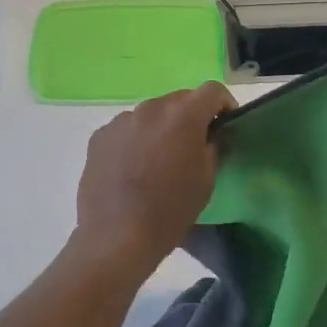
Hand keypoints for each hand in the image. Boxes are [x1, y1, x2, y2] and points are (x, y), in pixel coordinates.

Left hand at [73, 81, 234, 272]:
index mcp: (183, 116)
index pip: (212, 90)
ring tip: (159, 159)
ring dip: (161, 127)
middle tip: (194, 145)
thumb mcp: (206, 180)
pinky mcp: (100, 136)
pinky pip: (127, 129)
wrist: (116, 236)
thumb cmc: (170, 210)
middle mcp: (151, 108)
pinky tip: (133, 167)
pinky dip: (136, 139)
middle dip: (191, 116)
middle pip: (179, 100)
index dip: (224, 104)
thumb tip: (213, 134)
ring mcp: (121, 120)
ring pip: (151, 114)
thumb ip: (214, 147)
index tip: (225, 124)